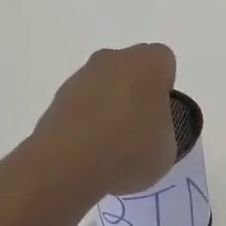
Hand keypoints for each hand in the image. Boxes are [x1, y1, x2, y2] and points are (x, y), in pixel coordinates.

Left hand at [30, 44, 178, 196]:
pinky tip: (89, 150)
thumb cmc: (129, 150)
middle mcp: (114, 59)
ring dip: (110, 106)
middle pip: (132, 69)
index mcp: (148, 63)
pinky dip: (87, 120)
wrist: (66, 166)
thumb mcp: (168, 148)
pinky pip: (82, 103)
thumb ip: (164, 130)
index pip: (164, 62)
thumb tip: (150, 131)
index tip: (161, 117)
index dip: (165, 89)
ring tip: (111, 146)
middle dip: (136, 92)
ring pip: (105, 84)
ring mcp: (82, 76)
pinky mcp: (57, 98)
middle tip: (139, 130)